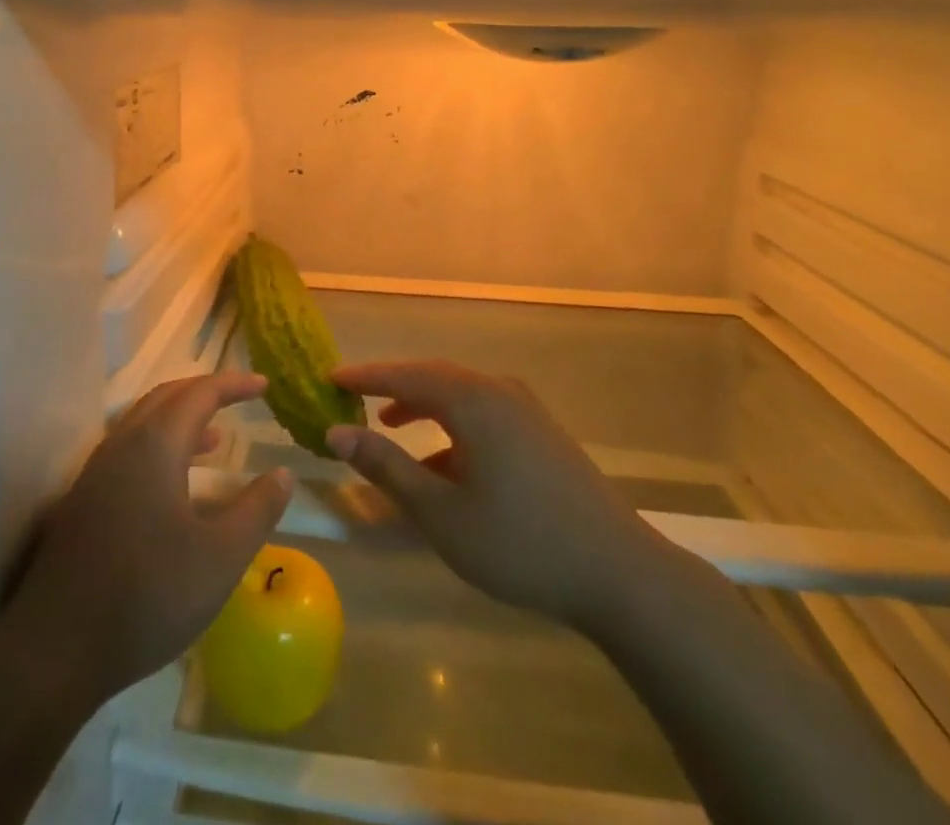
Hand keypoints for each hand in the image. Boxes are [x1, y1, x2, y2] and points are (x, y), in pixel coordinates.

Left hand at [0, 373, 293, 709]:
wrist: (54, 649)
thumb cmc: (147, 596)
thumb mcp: (220, 559)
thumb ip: (257, 511)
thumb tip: (283, 474)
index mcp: (155, 445)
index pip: (200, 393)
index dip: (234, 385)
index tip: (264, 385)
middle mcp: (123, 444)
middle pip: (167, 397)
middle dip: (205, 391)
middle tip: (239, 398)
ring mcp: (98, 471)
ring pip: (144, 423)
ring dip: (182, 419)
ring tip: (216, 439)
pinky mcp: (84, 500)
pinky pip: (130, 450)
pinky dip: (161, 445)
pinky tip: (175, 484)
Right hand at [326, 360, 659, 624]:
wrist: (620, 573)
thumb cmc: (520, 542)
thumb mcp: (441, 512)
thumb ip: (387, 467)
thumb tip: (336, 433)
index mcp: (472, 399)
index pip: (404, 374)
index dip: (364, 376)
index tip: (329, 378)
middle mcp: (498, 390)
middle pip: (433, 375)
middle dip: (392, 385)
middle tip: (354, 395)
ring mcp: (526, 409)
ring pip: (460, 393)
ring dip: (422, 404)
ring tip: (390, 423)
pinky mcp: (542, 432)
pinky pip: (483, 411)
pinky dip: (452, 424)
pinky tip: (443, 462)